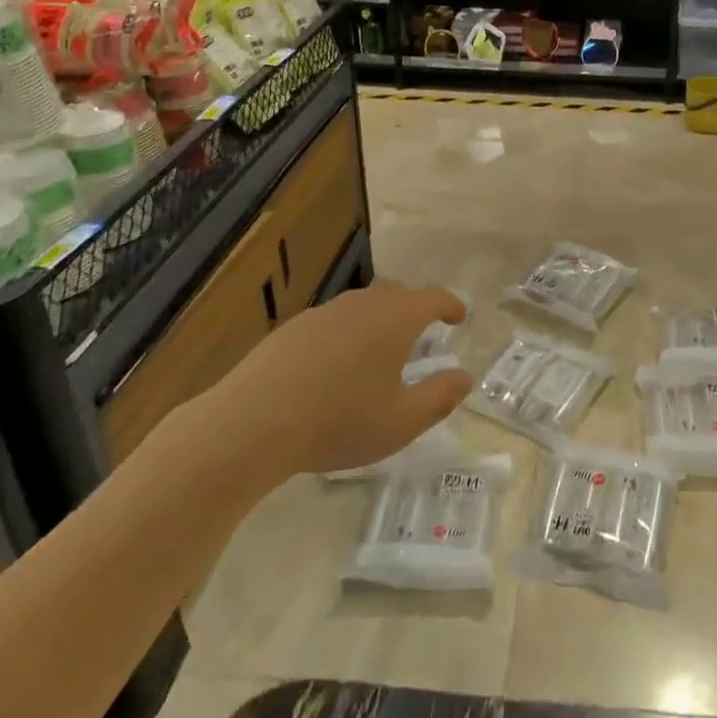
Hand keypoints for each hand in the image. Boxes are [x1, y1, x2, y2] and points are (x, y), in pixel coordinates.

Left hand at [207, 281, 472, 475]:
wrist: (252, 422)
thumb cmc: (339, 420)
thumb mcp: (401, 421)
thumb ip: (439, 397)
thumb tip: (464, 377)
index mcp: (396, 319)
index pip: (433, 298)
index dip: (450, 305)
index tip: (460, 316)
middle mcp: (362, 304)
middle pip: (397, 295)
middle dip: (415, 309)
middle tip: (423, 332)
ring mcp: (324, 313)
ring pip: (363, 306)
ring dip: (379, 321)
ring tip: (381, 350)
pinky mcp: (292, 329)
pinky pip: (333, 322)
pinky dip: (347, 334)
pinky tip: (336, 366)